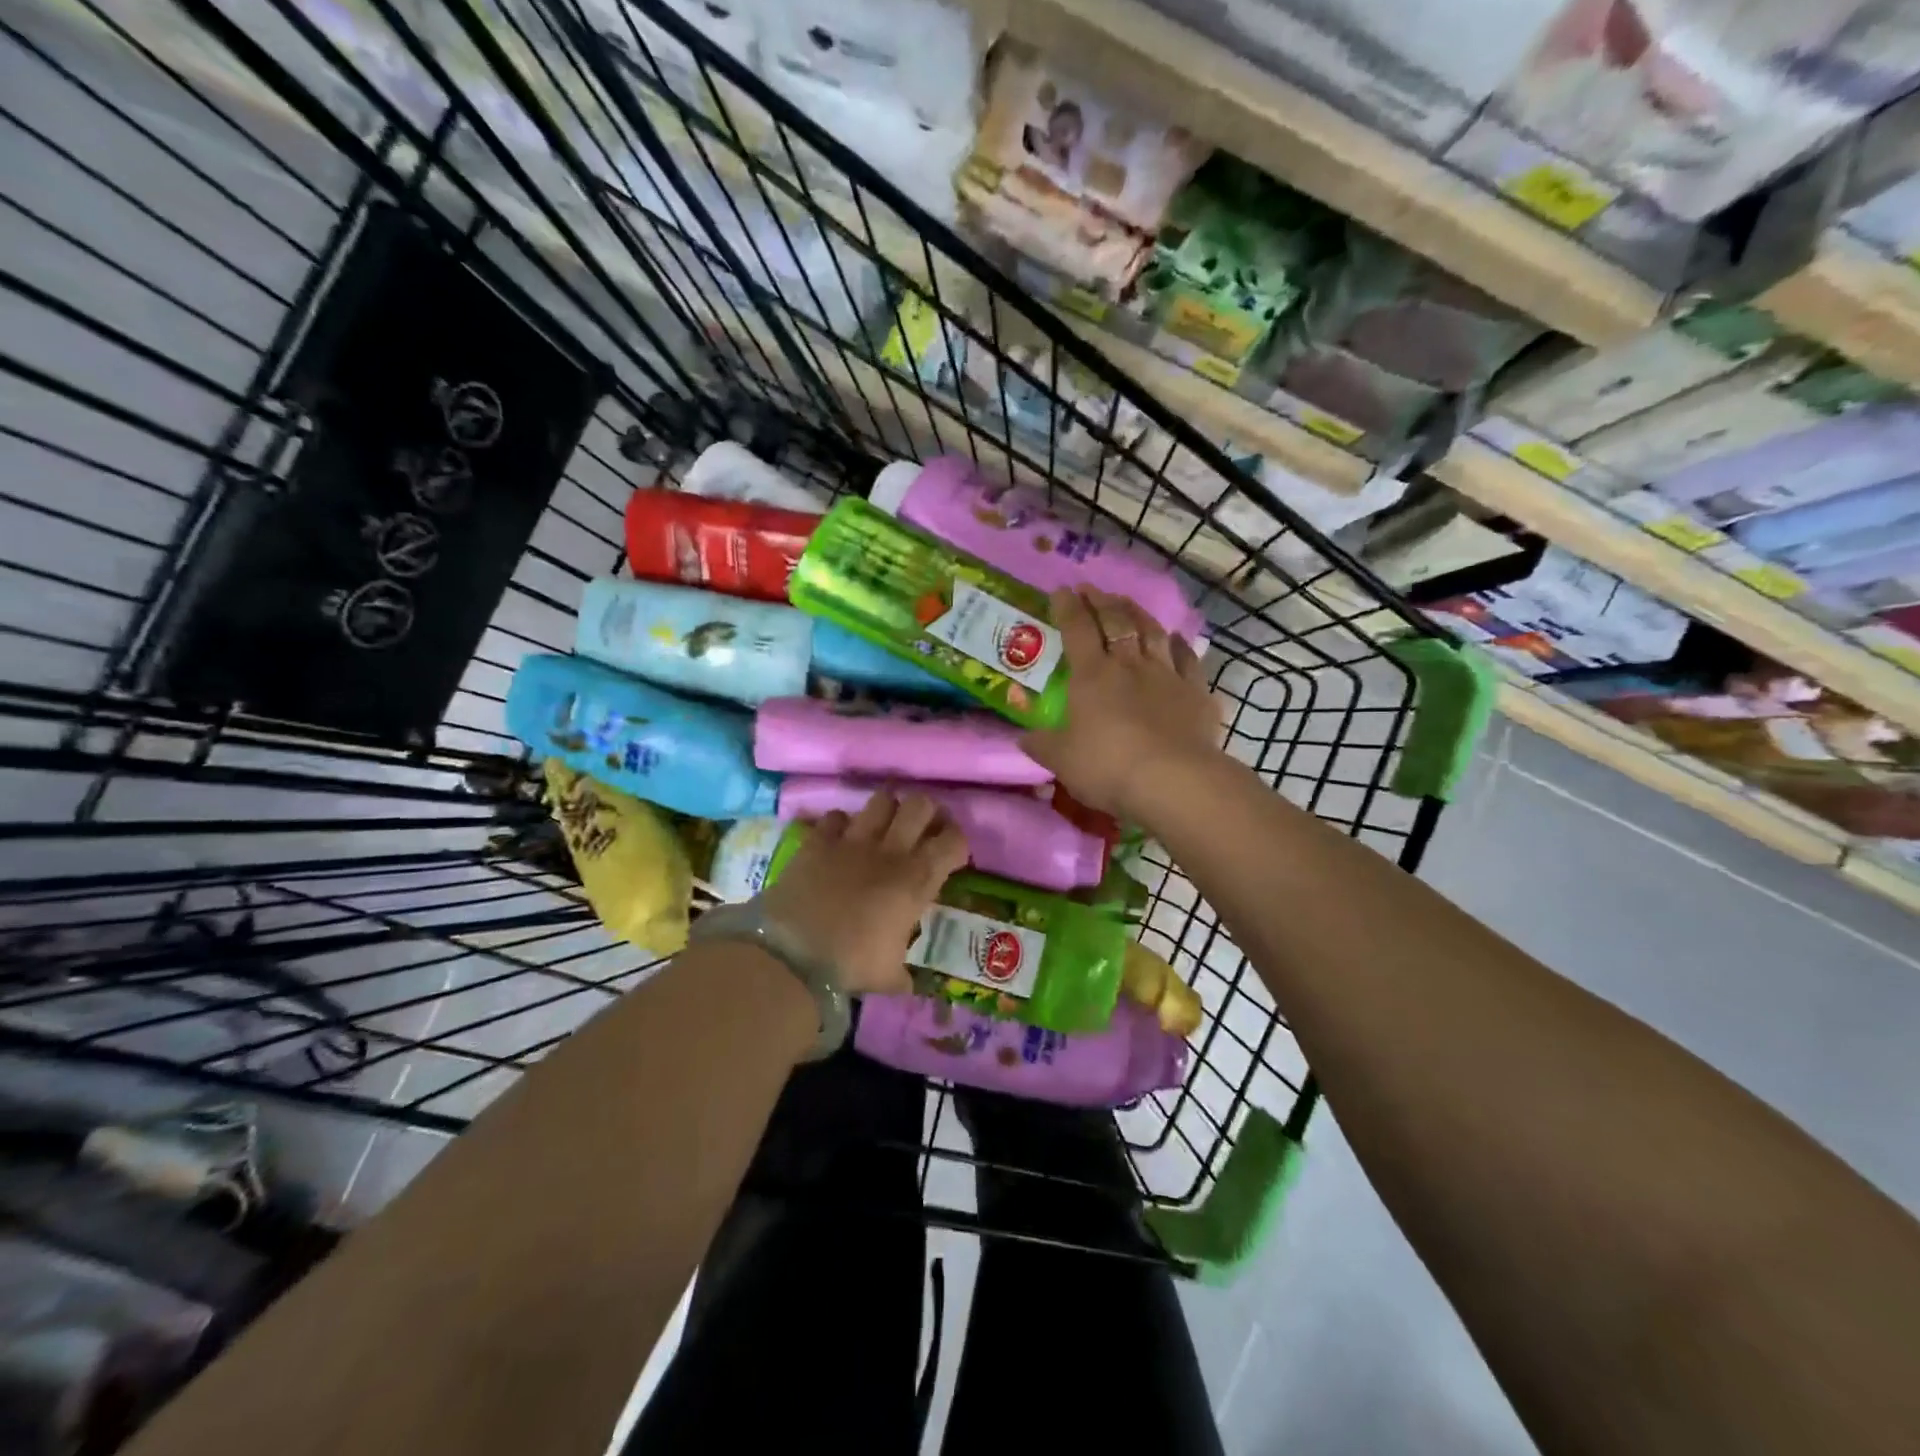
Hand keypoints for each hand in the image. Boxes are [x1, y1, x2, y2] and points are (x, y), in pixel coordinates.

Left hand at [756, 791, 968, 995]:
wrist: (793, 955)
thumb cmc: (851, 965)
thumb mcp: (888, 976)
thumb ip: (903, 973)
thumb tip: (908, 983)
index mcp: (916, 880)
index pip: (954, 841)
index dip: (956, 843)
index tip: (950, 855)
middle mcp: (891, 850)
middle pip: (921, 805)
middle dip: (927, 812)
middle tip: (922, 829)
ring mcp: (853, 840)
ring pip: (881, 799)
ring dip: (887, 810)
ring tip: (883, 826)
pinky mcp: (818, 840)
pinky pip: (836, 816)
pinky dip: (841, 825)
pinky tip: (840, 840)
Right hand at [1020, 587, 1219, 822]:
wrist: (1173, 780)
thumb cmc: (1107, 766)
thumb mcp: (1062, 760)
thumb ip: (1042, 745)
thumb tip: (1024, 738)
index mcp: (1092, 675)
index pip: (1076, 629)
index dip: (1067, 608)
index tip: (1061, 591)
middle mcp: (1129, 665)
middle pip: (1116, 622)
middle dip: (1101, 601)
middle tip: (1092, 589)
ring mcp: (1166, 675)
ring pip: (1152, 632)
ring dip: (1138, 613)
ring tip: (1128, 603)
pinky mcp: (1196, 692)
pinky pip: (1188, 659)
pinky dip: (1181, 645)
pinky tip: (1177, 639)